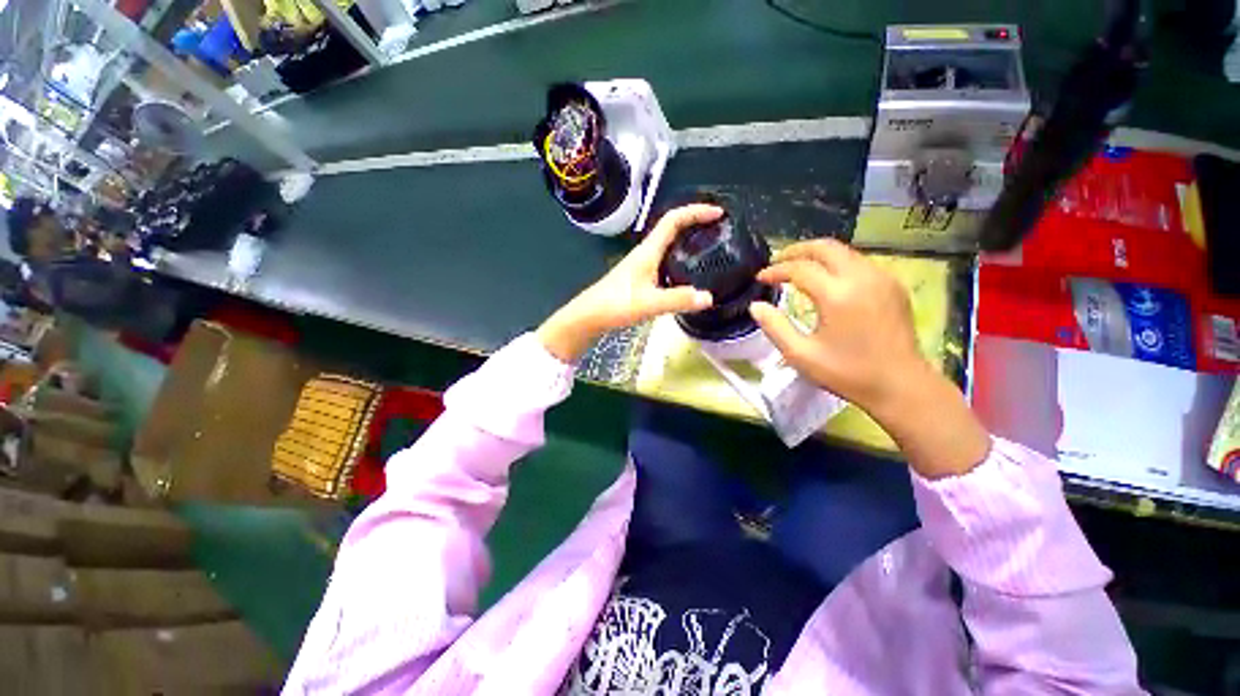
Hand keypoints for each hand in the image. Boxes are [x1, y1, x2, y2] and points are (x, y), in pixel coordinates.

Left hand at [537, 205, 718, 361]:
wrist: (589, 316)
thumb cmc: (615, 304)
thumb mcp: (649, 303)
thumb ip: (678, 300)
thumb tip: (709, 298)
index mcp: (648, 251)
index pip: (673, 220)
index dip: (695, 212)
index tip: (718, 213)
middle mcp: (645, 254)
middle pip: (672, 229)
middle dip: (695, 224)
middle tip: (718, 231)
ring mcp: (641, 266)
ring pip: (668, 246)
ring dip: (687, 242)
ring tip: (708, 250)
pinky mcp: (639, 279)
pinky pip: (664, 262)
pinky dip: (679, 261)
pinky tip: (687, 276)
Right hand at [750, 240, 988, 478]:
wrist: (901, 385)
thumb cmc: (847, 373)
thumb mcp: (801, 355)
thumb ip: (774, 327)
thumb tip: (756, 306)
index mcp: (837, 295)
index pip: (800, 269)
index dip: (776, 271)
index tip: (760, 278)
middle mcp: (861, 278)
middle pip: (825, 248)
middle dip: (796, 250)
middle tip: (776, 262)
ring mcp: (881, 278)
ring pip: (844, 251)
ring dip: (817, 255)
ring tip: (796, 268)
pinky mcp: (893, 285)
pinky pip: (858, 262)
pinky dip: (836, 263)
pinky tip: (826, 279)